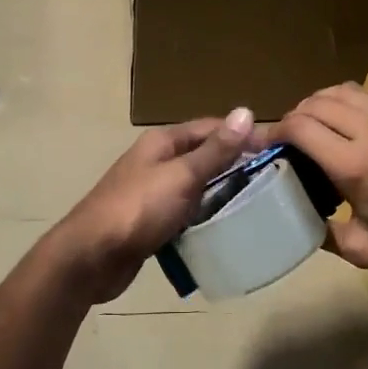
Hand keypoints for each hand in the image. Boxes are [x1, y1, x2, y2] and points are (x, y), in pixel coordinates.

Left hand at [49, 108, 264, 301]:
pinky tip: (223, 230)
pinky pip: (184, 214)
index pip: (210, 128)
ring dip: (220, 194)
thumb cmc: (138, 209)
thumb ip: (214, 150)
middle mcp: (155, 162)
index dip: (242, 135)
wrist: (90, 257)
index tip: (277, 150)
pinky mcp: (149, 223)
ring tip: (256, 206)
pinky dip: (202, 218)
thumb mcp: (181, 176)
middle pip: (202, 157)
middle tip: (273, 182)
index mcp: (162, 143)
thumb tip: (246, 112)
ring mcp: (151, 193)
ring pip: (194, 187)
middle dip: (234, 166)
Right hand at [273, 83, 367, 289]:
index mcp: (356, 165)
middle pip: (319, 101)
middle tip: (290, 135)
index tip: (266, 143)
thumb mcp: (363, 250)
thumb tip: (300, 217)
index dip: (274, 131)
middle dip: (296, 115)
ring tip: (320, 122)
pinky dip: (359, 102)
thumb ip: (324, 230)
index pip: (300, 126)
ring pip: (350, 90)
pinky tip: (360, 122)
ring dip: (325, 103)